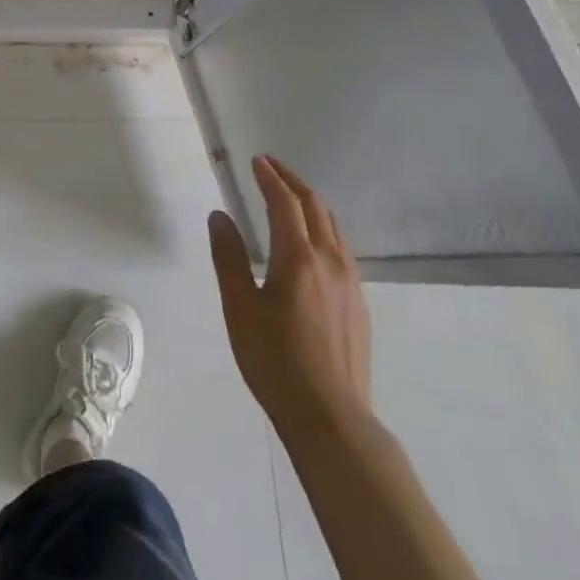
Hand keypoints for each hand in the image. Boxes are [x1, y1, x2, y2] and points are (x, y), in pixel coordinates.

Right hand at [208, 156, 372, 452]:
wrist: (331, 418)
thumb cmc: (275, 361)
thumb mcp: (240, 308)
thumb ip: (229, 258)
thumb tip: (220, 216)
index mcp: (299, 259)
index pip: (285, 203)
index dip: (270, 178)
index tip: (257, 161)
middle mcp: (330, 262)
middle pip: (315, 207)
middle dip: (293, 181)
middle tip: (271, 167)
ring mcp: (351, 283)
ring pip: (333, 227)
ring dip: (310, 203)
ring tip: (290, 196)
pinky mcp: (359, 304)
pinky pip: (341, 249)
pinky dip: (322, 228)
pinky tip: (311, 242)